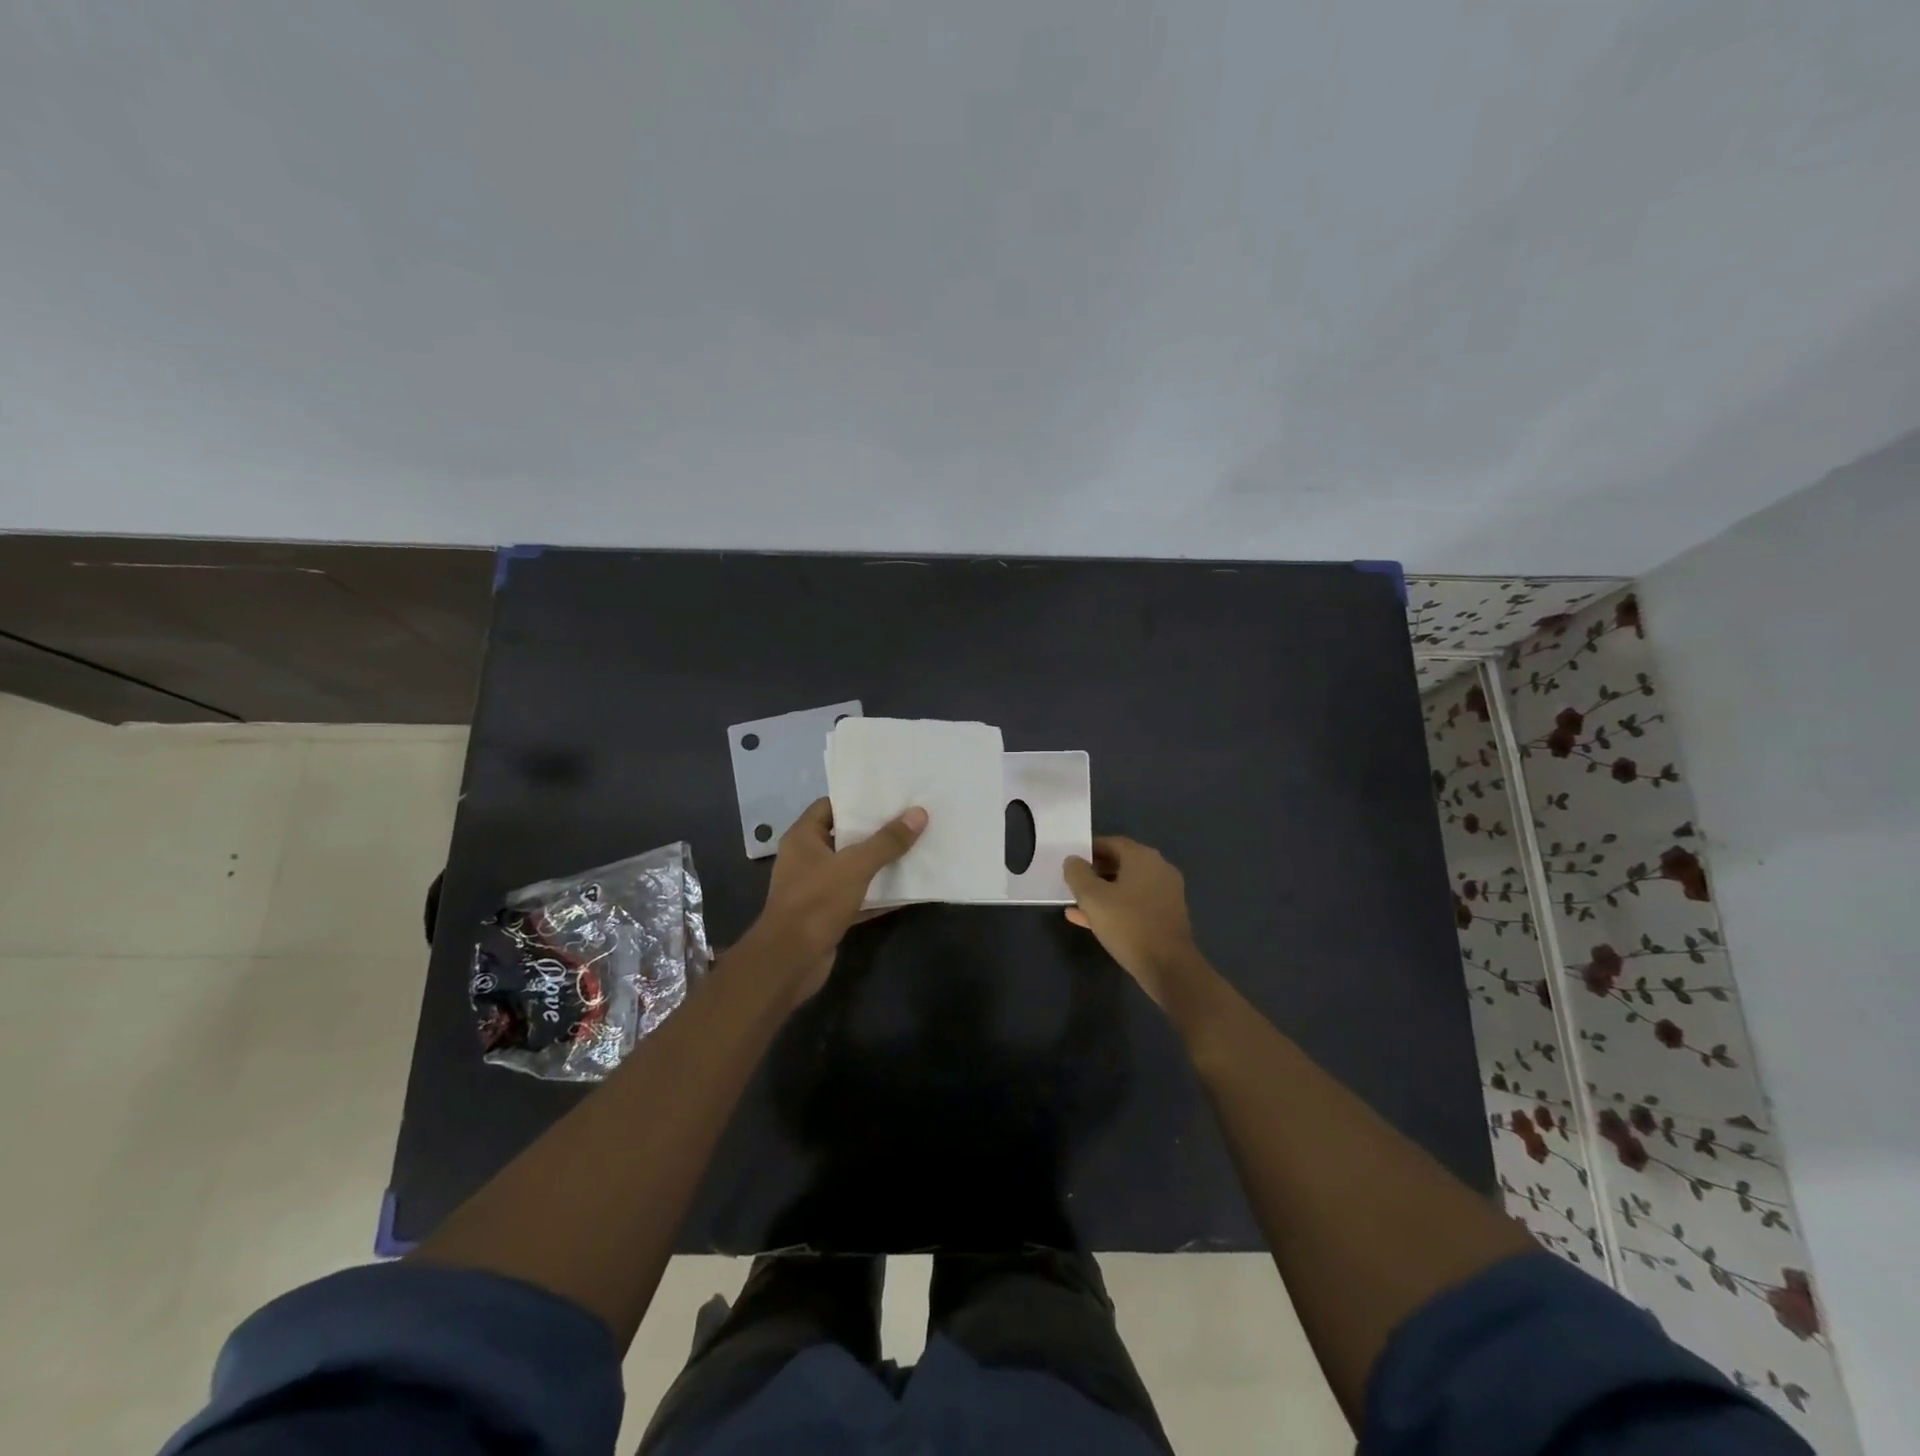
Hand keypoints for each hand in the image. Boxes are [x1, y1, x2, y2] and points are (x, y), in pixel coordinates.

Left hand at [745, 797, 927, 1003]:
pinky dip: (878, 894)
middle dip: (875, 831)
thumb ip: (887, 841)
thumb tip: (919, 814)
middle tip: (910, 819)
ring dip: (879, 863)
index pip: (830, 806)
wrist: (790, 961)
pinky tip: (907, 890)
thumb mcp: (855, 866)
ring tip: (914, 848)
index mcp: (803, 838)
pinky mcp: (828, 914)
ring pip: (852, 868)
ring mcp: (816, 888)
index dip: (857, 800)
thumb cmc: (816, 902)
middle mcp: (806, 858)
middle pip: (844, 836)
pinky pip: (857, 896)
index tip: (889, 796)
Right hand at [1062, 836, 1200, 1006]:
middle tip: (1072, 882)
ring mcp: (1165, 894)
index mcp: (1143, 857)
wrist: (1168, 966)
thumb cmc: (1128, 924)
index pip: (1112, 843)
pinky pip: (1135, 904)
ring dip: (1102, 892)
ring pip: (1127, 886)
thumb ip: (1078, 874)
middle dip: (1095, 872)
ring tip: (1076, 902)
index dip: (1089, 849)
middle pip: (1121, 863)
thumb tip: (1073, 860)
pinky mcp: (1166, 916)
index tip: (1071, 861)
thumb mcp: (1092, 897)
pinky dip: (1115, 907)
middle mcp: (1158, 869)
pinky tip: (1088, 920)